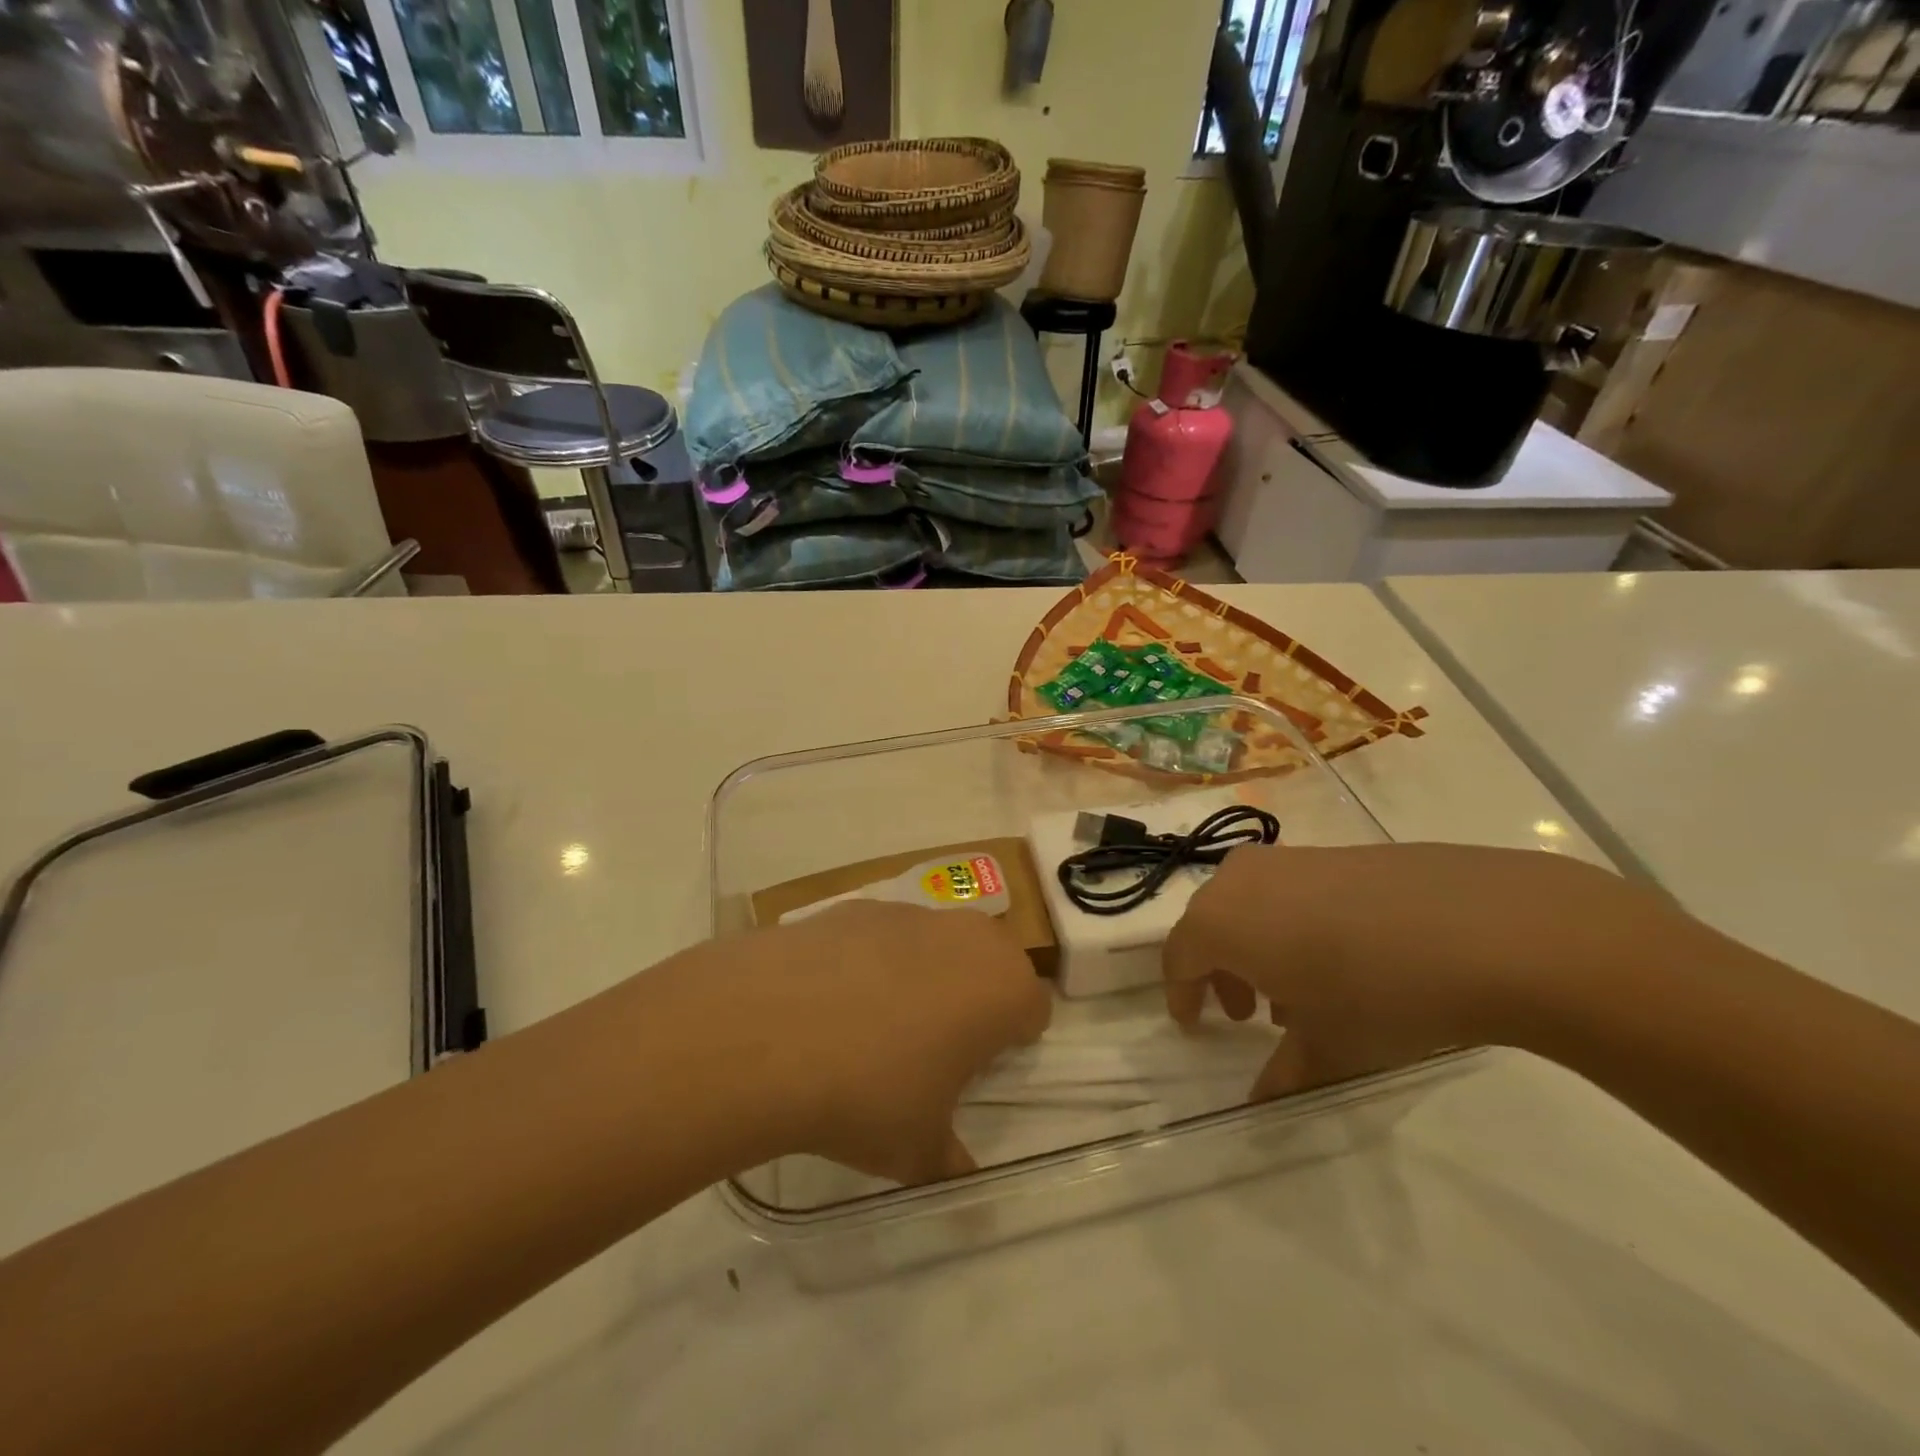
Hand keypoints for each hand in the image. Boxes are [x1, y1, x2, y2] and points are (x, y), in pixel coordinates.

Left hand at [716, 902, 1051, 1183]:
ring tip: (875, 1020)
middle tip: (938, 1041)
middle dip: (977, 994)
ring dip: (925, 972)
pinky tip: (830, 998)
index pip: (1034, 1007)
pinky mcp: (857, 905)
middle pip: (992, 960)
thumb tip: (961, 1177)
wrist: (769, 1029)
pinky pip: (883, 933)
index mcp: (1001, 988)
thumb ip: (950, 1161)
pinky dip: (872, 959)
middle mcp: (966, 937)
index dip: (1012, 1039)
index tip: (981, 1068)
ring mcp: (909, 913)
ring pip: (937, 941)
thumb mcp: (917, 1149)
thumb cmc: (868, 1092)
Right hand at [1162, 843, 1677, 1098]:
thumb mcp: (1328, 1049)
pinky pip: (1291, 891)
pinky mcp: (1336, 852)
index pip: (1178, 958)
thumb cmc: (1380, 993)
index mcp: (1220, 920)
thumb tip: (1261, 1103)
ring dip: (1258, 949)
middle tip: (1245, 1014)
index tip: (1194, 1026)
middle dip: (1221, 971)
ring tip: (1299, 994)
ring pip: (1250, 905)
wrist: (1488, 927)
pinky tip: (1343, 961)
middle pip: (1210, 925)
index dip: (1182, 995)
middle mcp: (1241, 879)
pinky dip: (1294, 926)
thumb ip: (1282, 1077)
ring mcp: (1291, 859)